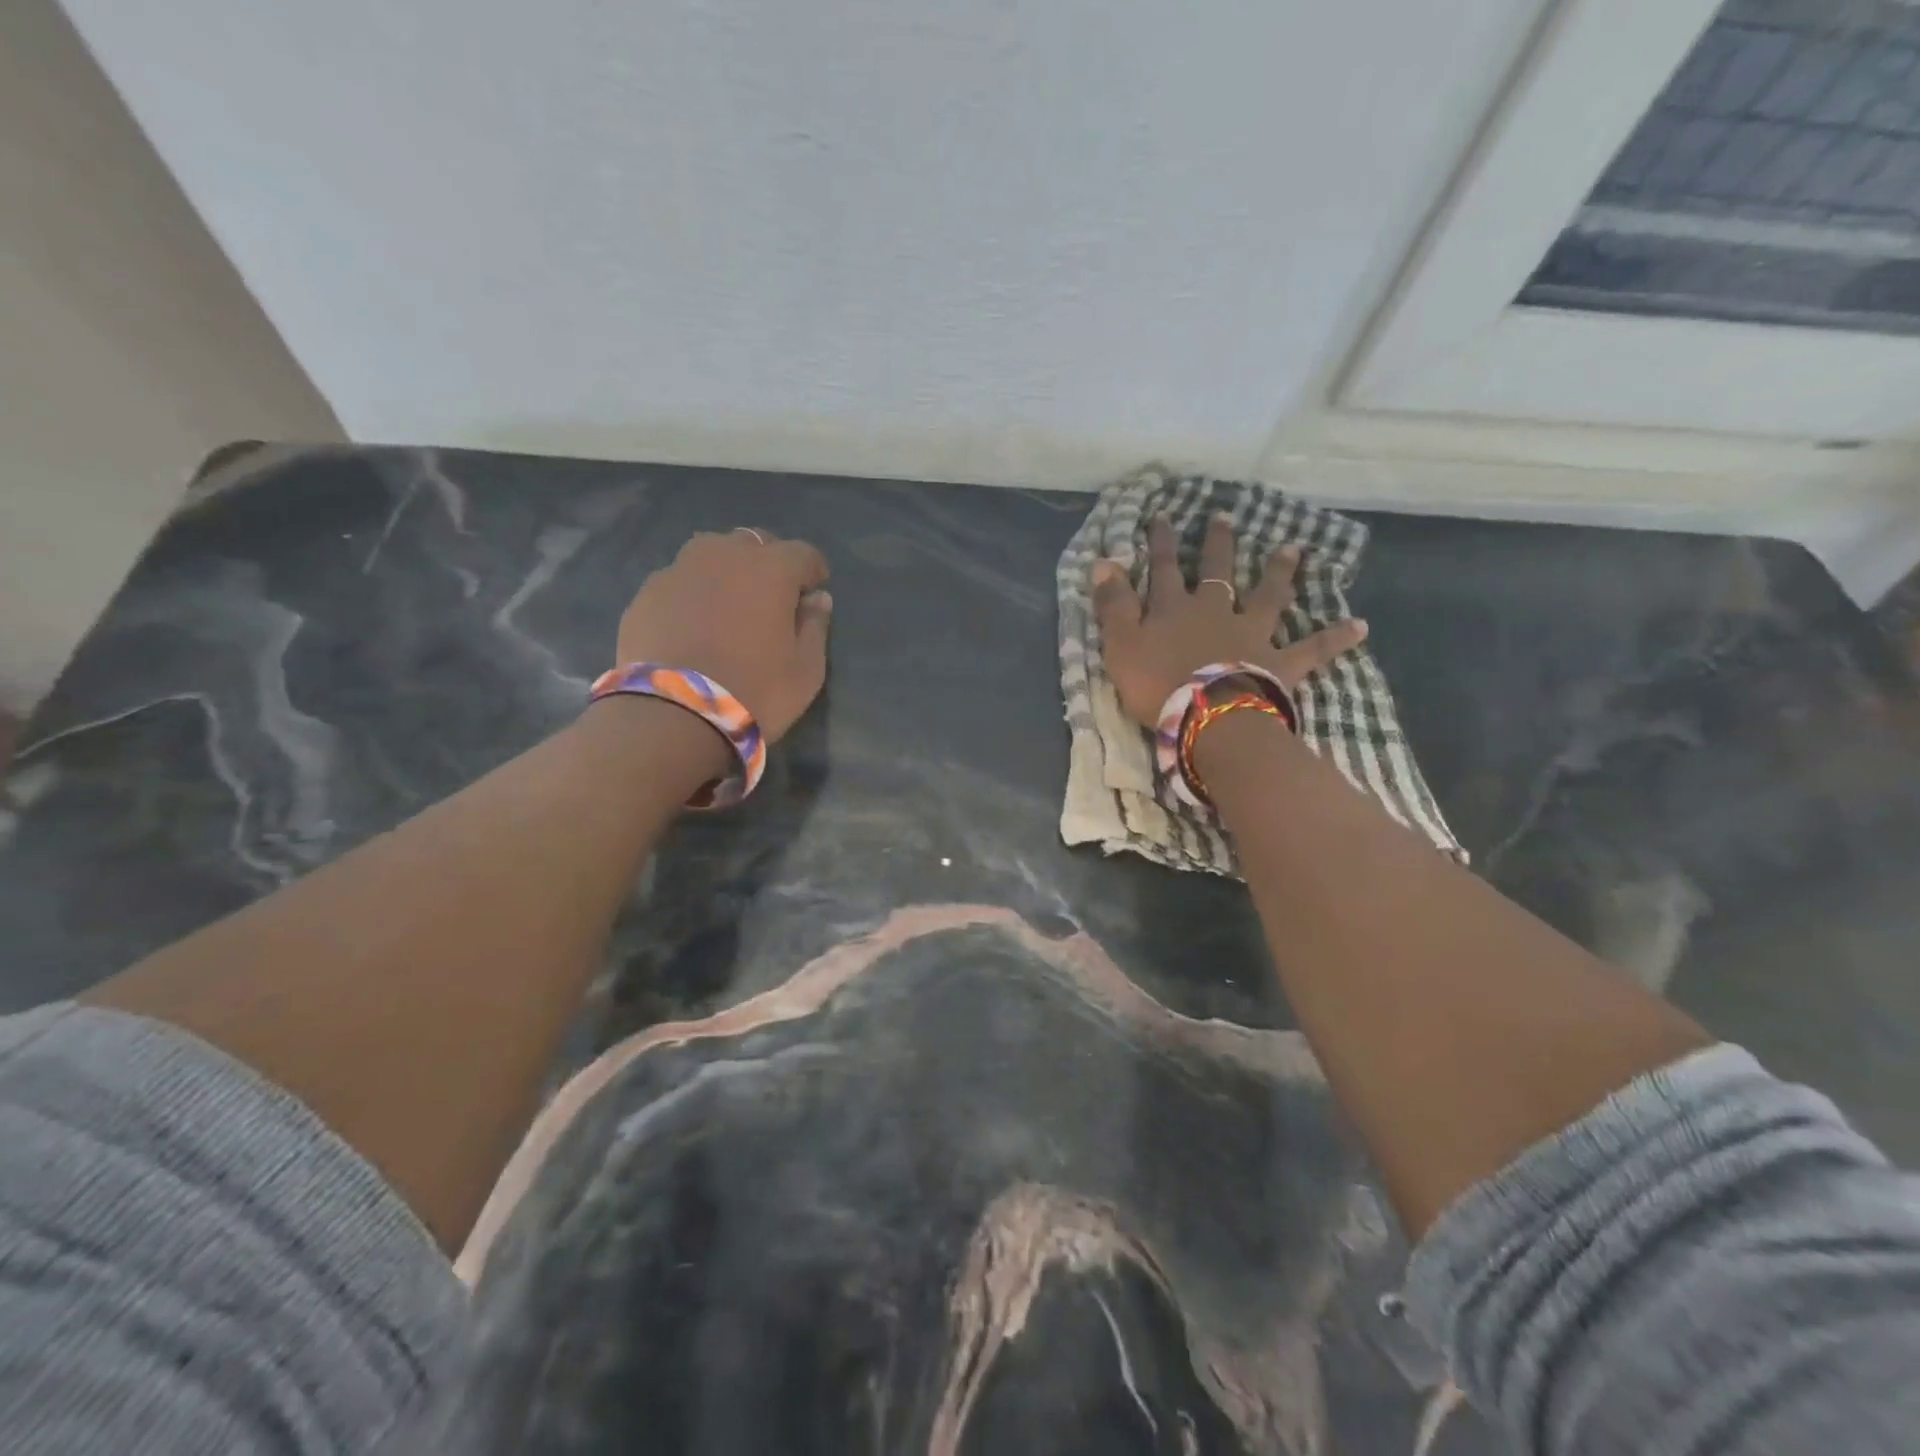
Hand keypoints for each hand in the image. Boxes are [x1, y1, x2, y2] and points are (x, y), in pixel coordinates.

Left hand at [614, 528, 832, 742]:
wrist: (672, 715)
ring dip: (725, 571)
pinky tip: (693, 625)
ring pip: (711, 555)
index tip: (814, 591)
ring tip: (728, 605)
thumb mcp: (806, 671)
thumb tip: (817, 599)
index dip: (813, 571)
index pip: (803, 553)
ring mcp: (679, 570)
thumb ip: (815, 627)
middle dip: (767, 564)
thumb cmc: (755, 692)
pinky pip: (679, 581)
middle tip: (771, 598)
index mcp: (771, 568)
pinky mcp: (646, 593)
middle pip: (754, 543)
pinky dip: (692, 594)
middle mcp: (724, 555)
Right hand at [1091, 513, 1367, 727]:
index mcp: (1175, 609)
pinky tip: (1361, 626)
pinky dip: (1335, 638)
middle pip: (1218, 571)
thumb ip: (1113, 605)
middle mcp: (1216, 611)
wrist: (1208, 717)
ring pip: (1268, 597)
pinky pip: (1312, 649)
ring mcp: (1252, 634)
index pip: (1164, 568)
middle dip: (1218, 543)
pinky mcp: (1279, 663)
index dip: (1161, 541)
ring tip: (1292, 549)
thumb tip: (1103, 562)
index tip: (1162, 515)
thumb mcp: (1120, 645)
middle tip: (1225, 516)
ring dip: (1279, 573)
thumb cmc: (1157, 684)